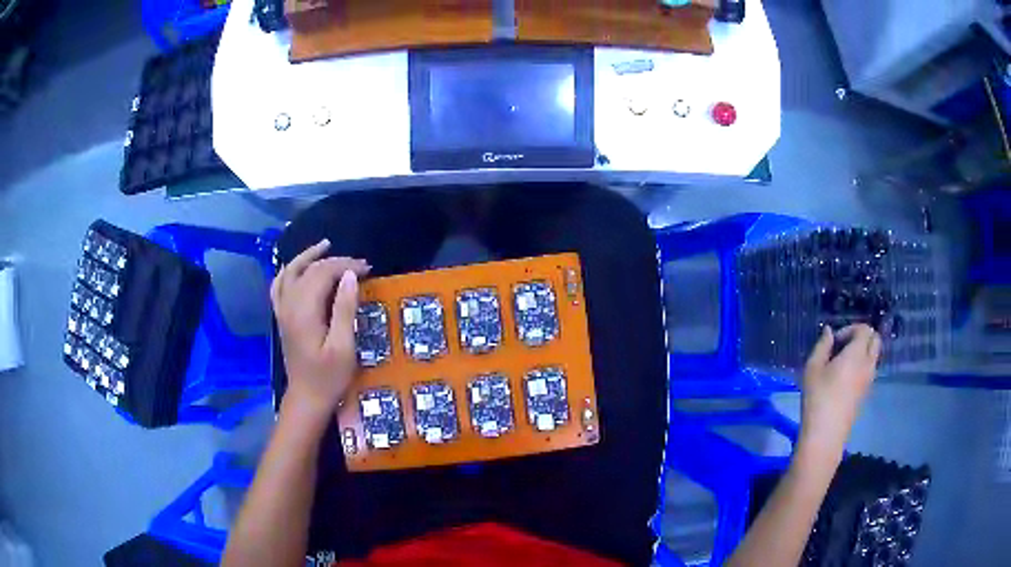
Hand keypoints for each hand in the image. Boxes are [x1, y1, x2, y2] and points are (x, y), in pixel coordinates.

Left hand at [271, 239, 369, 425]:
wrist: (307, 398)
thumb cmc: (329, 377)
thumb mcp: (343, 347)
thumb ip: (344, 309)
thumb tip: (350, 276)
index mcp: (304, 311)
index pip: (323, 274)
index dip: (346, 266)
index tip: (367, 269)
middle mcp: (289, 305)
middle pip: (309, 270)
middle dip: (335, 262)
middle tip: (360, 265)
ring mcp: (282, 311)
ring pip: (290, 272)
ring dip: (308, 257)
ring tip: (326, 246)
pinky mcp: (282, 318)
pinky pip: (279, 286)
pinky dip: (288, 272)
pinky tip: (297, 268)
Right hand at [799, 324, 881, 459]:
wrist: (826, 434)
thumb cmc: (818, 398)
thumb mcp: (812, 368)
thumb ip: (822, 346)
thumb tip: (829, 332)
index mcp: (857, 354)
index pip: (864, 329)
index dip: (850, 329)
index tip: (834, 342)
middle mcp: (868, 364)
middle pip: (875, 339)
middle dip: (861, 337)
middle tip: (842, 347)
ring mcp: (869, 380)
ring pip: (873, 355)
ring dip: (861, 352)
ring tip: (841, 364)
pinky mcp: (866, 393)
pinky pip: (869, 369)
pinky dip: (861, 366)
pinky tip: (843, 379)